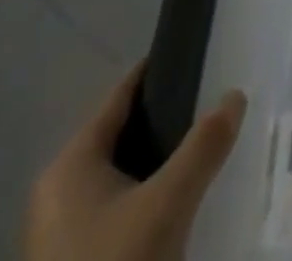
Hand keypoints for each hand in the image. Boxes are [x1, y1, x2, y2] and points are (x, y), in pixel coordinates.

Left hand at [26, 67, 245, 260]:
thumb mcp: (169, 203)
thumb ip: (205, 144)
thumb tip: (235, 94)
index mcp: (69, 165)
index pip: (119, 96)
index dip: (157, 73)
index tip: (196, 56)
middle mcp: (56, 193)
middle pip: (120, 136)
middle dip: (165, 122)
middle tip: (210, 109)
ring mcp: (59, 235)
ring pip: (119, 176)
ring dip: (157, 164)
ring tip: (201, 153)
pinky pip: (115, 210)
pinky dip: (145, 198)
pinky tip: (176, 205)